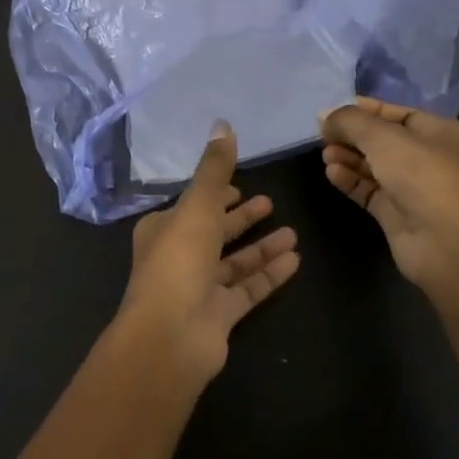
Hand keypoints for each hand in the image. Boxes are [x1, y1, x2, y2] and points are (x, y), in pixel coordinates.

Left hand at [115, 122, 300, 383]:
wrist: (171, 335)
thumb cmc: (179, 260)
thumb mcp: (198, 205)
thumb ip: (214, 169)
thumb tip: (223, 124)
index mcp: (163, 229)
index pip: (193, 205)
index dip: (215, 194)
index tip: (240, 186)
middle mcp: (178, 257)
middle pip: (215, 232)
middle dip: (241, 218)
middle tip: (270, 203)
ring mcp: (198, 289)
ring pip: (234, 262)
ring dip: (261, 247)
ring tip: (293, 233)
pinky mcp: (219, 315)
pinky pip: (248, 289)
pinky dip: (268, 274)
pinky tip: (295, 260)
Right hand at [319, 97, 458, 299]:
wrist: (448, 245)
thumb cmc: (424, 176)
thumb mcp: (385, 138)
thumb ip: (351, 122)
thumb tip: (325, 115)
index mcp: (442, 132)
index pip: (397, 113)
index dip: (364, 109)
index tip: (331, 111)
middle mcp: (431, 158)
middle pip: (383, 140)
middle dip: (353, 136)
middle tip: (323, 134)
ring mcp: (415, 188)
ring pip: (374, 166)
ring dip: (349, 157)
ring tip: (325, 154)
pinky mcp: (398, 214)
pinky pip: (370, 191)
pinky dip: (351, 180)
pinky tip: (332, 173)